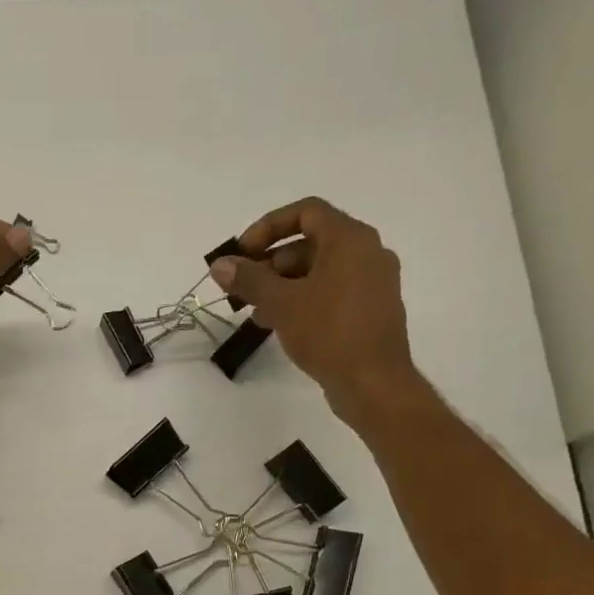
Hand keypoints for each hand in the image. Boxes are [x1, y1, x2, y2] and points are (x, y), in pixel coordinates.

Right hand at [208, 197, 422, 425]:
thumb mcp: (282, 303)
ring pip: (319, 271)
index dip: (267, 227)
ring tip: (254, 312)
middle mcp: (367, 252)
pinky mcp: (370, 310)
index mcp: (350, 239)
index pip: (305, 212)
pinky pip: (331, 293)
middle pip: (310, 243)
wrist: (373, 383)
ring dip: (283, 286)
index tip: (242, 254)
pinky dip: (303, 300)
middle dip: (271, 263)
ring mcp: (372, 283)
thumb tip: (220, 265)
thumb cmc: (329, 333)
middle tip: (242, 289)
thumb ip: (249, 280)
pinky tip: (279, 325)